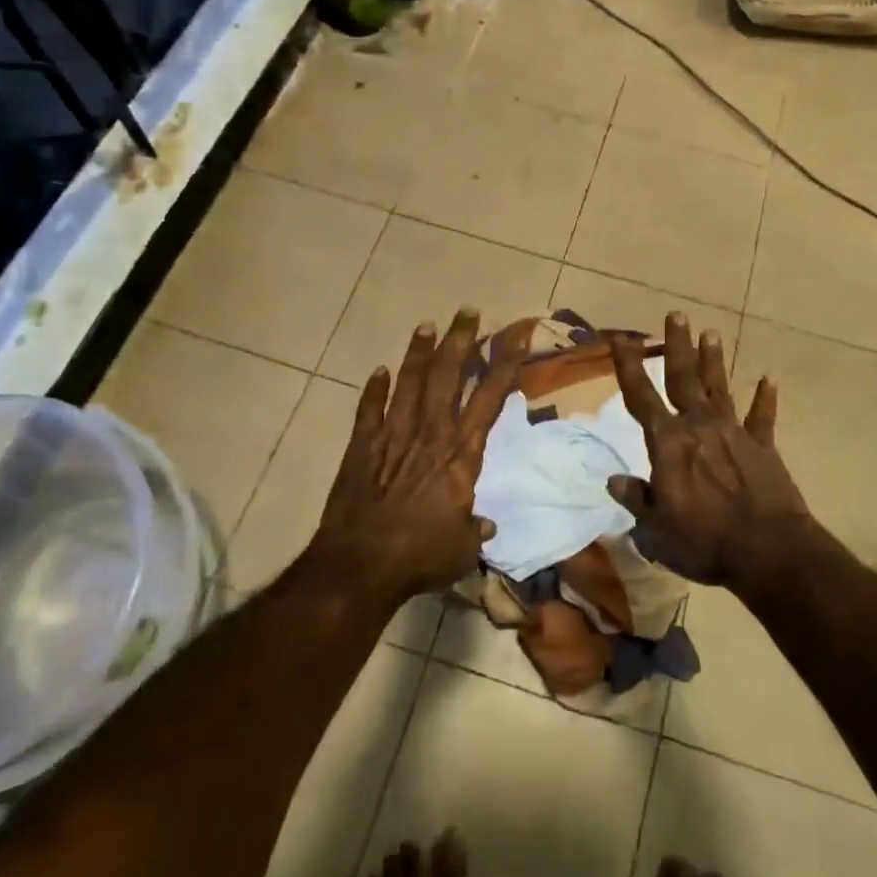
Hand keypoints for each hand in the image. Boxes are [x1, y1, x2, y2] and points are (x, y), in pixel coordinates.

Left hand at [309, 308, 531, 603]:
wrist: (360, 565)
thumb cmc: (420, 556)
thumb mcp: (461, 548)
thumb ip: (474, 529)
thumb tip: (485, 526)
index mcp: (460, 453)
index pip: (489, 397)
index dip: (505, 363)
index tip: (516, 334)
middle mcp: (430, 433)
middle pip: (447, 375)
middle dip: (461, 340)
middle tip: (468, 311)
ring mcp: (392, 435)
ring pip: (408, 382)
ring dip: (418, 352)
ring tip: (426, 325)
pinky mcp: (362, 447)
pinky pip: (368, 410)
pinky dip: (374, 390)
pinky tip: (378, 371)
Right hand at [608, 313, 810, 586]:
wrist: (768, 551)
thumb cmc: (704, 541)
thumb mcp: (656, 530)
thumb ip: (636, 499)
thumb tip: (615, 480)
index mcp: (668, 442)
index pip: (640, 396)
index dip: (628, 365)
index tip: (620, 338)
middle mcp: (698, 426)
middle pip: (683, 378)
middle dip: (677, 345)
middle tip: (676, 314)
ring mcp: (734, 433)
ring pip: (718, 388)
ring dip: (713, 361)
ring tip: (711, 333)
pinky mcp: (763, 447)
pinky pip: (761, 418)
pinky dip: (764, 399)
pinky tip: (768, 380)